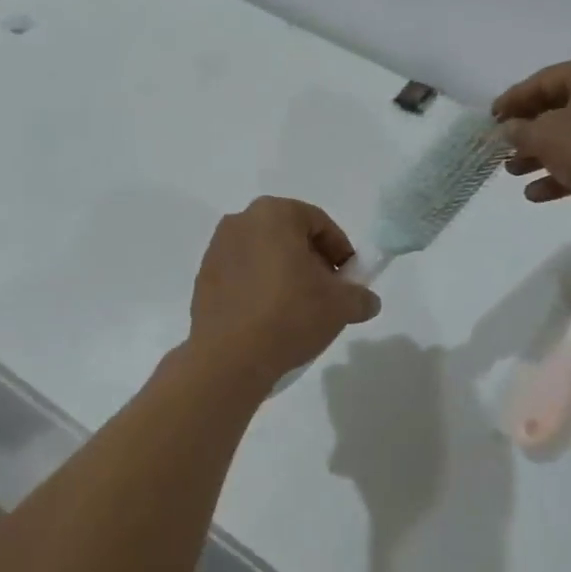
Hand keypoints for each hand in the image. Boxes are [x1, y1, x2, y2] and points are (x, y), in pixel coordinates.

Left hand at [188, 197, 381, 386]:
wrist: (229, 358)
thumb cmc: (290, 315)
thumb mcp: (340, 306)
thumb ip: (360, 296)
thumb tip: (367, 301)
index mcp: (274, 214)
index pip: (319, 223)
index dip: (340, 250)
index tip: (348, 279)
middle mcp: (241, 221)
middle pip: (289, 236)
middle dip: (311, 261)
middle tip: (326, 293)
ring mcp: (217, 249)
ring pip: (264, 254)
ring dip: (284, 274)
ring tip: (298, 309)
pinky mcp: (203, 278)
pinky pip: (242, 274)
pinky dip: (259, 287)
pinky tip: (269, 318)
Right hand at [492, 53, 570, 226]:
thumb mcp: (548, 137)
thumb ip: (521, 131)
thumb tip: (509, 129)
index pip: (542, 80)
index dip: (512, 100)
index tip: (490, 119)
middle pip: (557, 108)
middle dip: (526, 132)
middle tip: (502, 148)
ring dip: (541, 155)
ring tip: (514, 173)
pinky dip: (564, 171)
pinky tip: (537, 194)